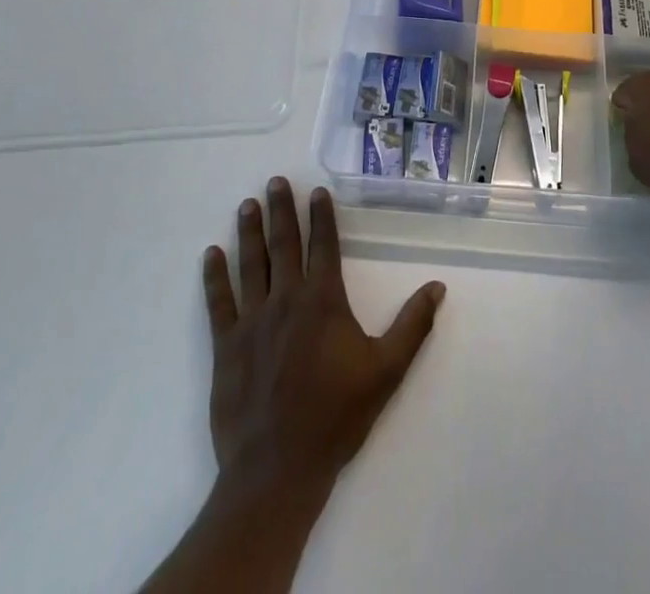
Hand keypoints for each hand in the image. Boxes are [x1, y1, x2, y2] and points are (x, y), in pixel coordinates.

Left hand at [201, 178, 444, 503]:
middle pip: (284, 245)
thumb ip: (413, 326)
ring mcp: (252, 321)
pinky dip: (215, 276)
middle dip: (281, 210)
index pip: (323, 246)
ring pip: (251, 265)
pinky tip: (211, 254)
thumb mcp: (386, 371)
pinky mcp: (226, 345)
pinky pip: (219, 301)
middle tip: (274, 182)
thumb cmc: (335, 416)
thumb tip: (437, 287)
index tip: (316, 191)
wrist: (277, 468)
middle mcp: (287, 300)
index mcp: (323, 301)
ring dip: (250, 232)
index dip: (321, 216)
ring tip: (247, 205)